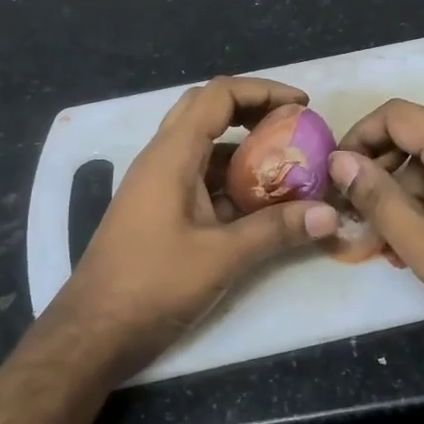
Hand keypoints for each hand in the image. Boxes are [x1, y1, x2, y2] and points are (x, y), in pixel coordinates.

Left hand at [60, 76, 339, 376]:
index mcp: (171, 155)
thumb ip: (276, 230)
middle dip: (253, 111)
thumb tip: (330, 213)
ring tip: (287, 166)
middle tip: (293, 128)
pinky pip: (198, 179)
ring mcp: (156, 185)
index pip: (218, 95)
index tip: (303, 106)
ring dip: (243, 149)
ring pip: (203, 147)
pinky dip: (230, 180)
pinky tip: (260, 205)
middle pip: (207, 111)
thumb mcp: (222, 257)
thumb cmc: (152, 285)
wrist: (93, 332)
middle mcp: (161, 159)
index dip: (263, 91)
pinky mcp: (158, 211)